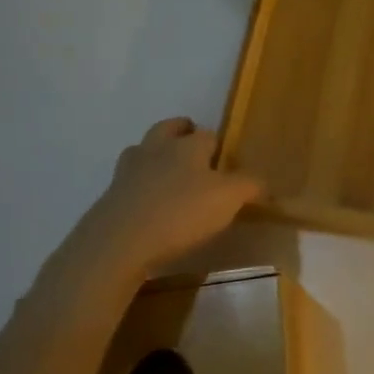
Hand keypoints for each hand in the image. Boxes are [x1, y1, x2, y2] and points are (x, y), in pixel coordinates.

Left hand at [43, 118, 262, 304]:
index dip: (217, 146)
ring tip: (169, 178)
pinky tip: (150, 207)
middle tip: (192, 149)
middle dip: (180, 133)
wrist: (118, 243)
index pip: (206, 134)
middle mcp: (155, 150)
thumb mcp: (228, 199)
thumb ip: (249, 186)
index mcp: (187, 146)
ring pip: (143, 152)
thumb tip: (264, 183)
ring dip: (155, 158)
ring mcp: (127, 173)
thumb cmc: (180, 213)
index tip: (225, 163)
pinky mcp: (109, 198)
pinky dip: (140, 188)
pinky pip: (129, 183)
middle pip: (167, 129)